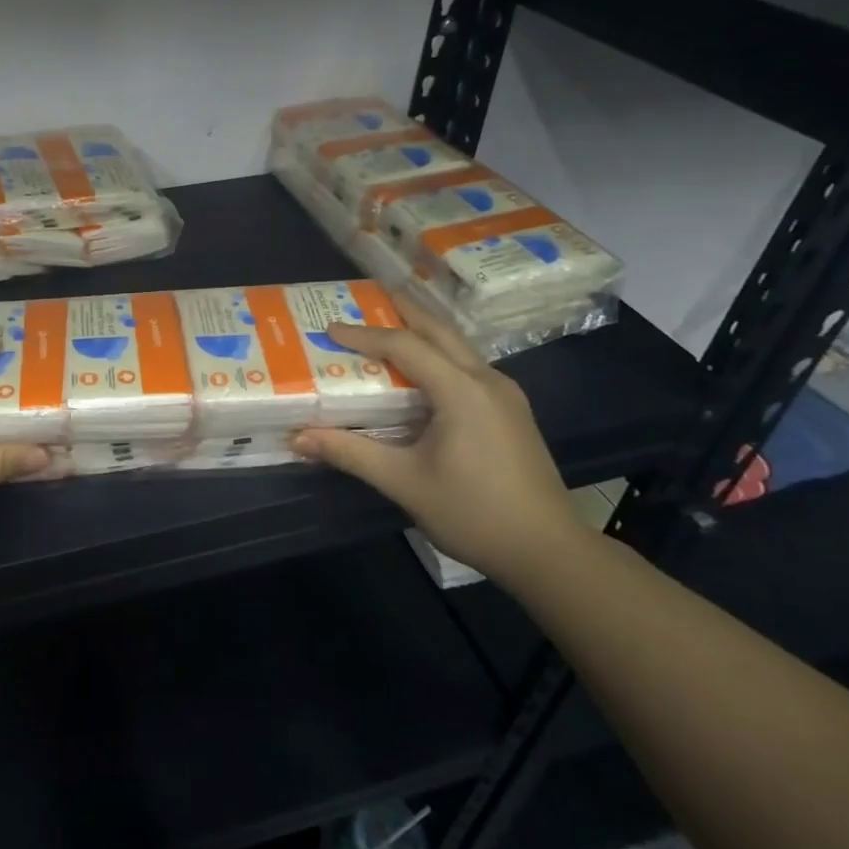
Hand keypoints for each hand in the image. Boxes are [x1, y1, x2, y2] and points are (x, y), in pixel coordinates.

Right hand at [290, 300, 580, 578]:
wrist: (548, 552)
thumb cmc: (473, 513)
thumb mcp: (404, 482)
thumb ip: (351, 453)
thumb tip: (299, 437)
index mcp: (462, 390)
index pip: (405, 346)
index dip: (364, 335)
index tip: (329, 328)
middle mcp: (487, 381)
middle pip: (440, 331)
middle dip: (404, 310)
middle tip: (369, 296)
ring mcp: (506, 395)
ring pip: (458, 347)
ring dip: (424, 332)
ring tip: (390, 325)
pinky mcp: (512, 412)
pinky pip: (468, 367)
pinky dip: (439, 355)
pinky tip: (424, 372)